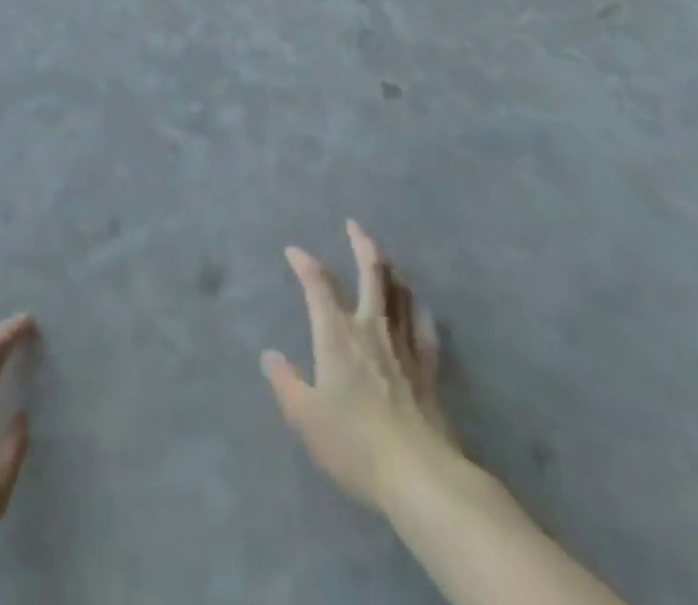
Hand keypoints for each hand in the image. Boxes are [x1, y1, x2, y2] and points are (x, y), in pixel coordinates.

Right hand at [262, 220, 457, 513]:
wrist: (419, 473)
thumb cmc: (354, 443)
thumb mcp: (305, 417)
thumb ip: (286, 383)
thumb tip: (269, 355)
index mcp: (337, 334)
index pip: (318, 285)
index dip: (305, 264)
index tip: (294, 250)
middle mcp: (371, 327)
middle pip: (371, 273)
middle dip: (362, 244)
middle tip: (354, 225)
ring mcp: (404, 345)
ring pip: (399, 292)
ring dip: (389, 269)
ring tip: (383, 257)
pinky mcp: (429, 367)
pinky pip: (424, 326)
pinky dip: (418, 309)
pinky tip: (417, 305)